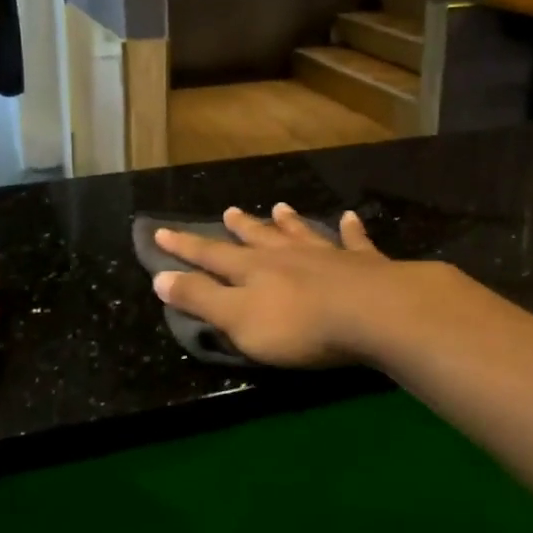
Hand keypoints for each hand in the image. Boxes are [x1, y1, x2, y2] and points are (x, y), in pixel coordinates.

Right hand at [151, 204, 450, 368]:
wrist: (373, 313)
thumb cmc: (298, 325)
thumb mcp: (237, 319)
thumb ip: (201, 298)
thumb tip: (160, 277)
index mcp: (252, 270)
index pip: (210, 255)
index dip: (184, 246)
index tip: (161, 231)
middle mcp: (286, 256)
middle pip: (257, 239)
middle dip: (240, 227)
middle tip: (228, 211)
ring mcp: (327, 256)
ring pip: (301, 234)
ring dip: (288, 222)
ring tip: (280, 207)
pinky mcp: (364, 265)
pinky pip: (354, 242)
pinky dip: (350, 230)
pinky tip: (350, 218)